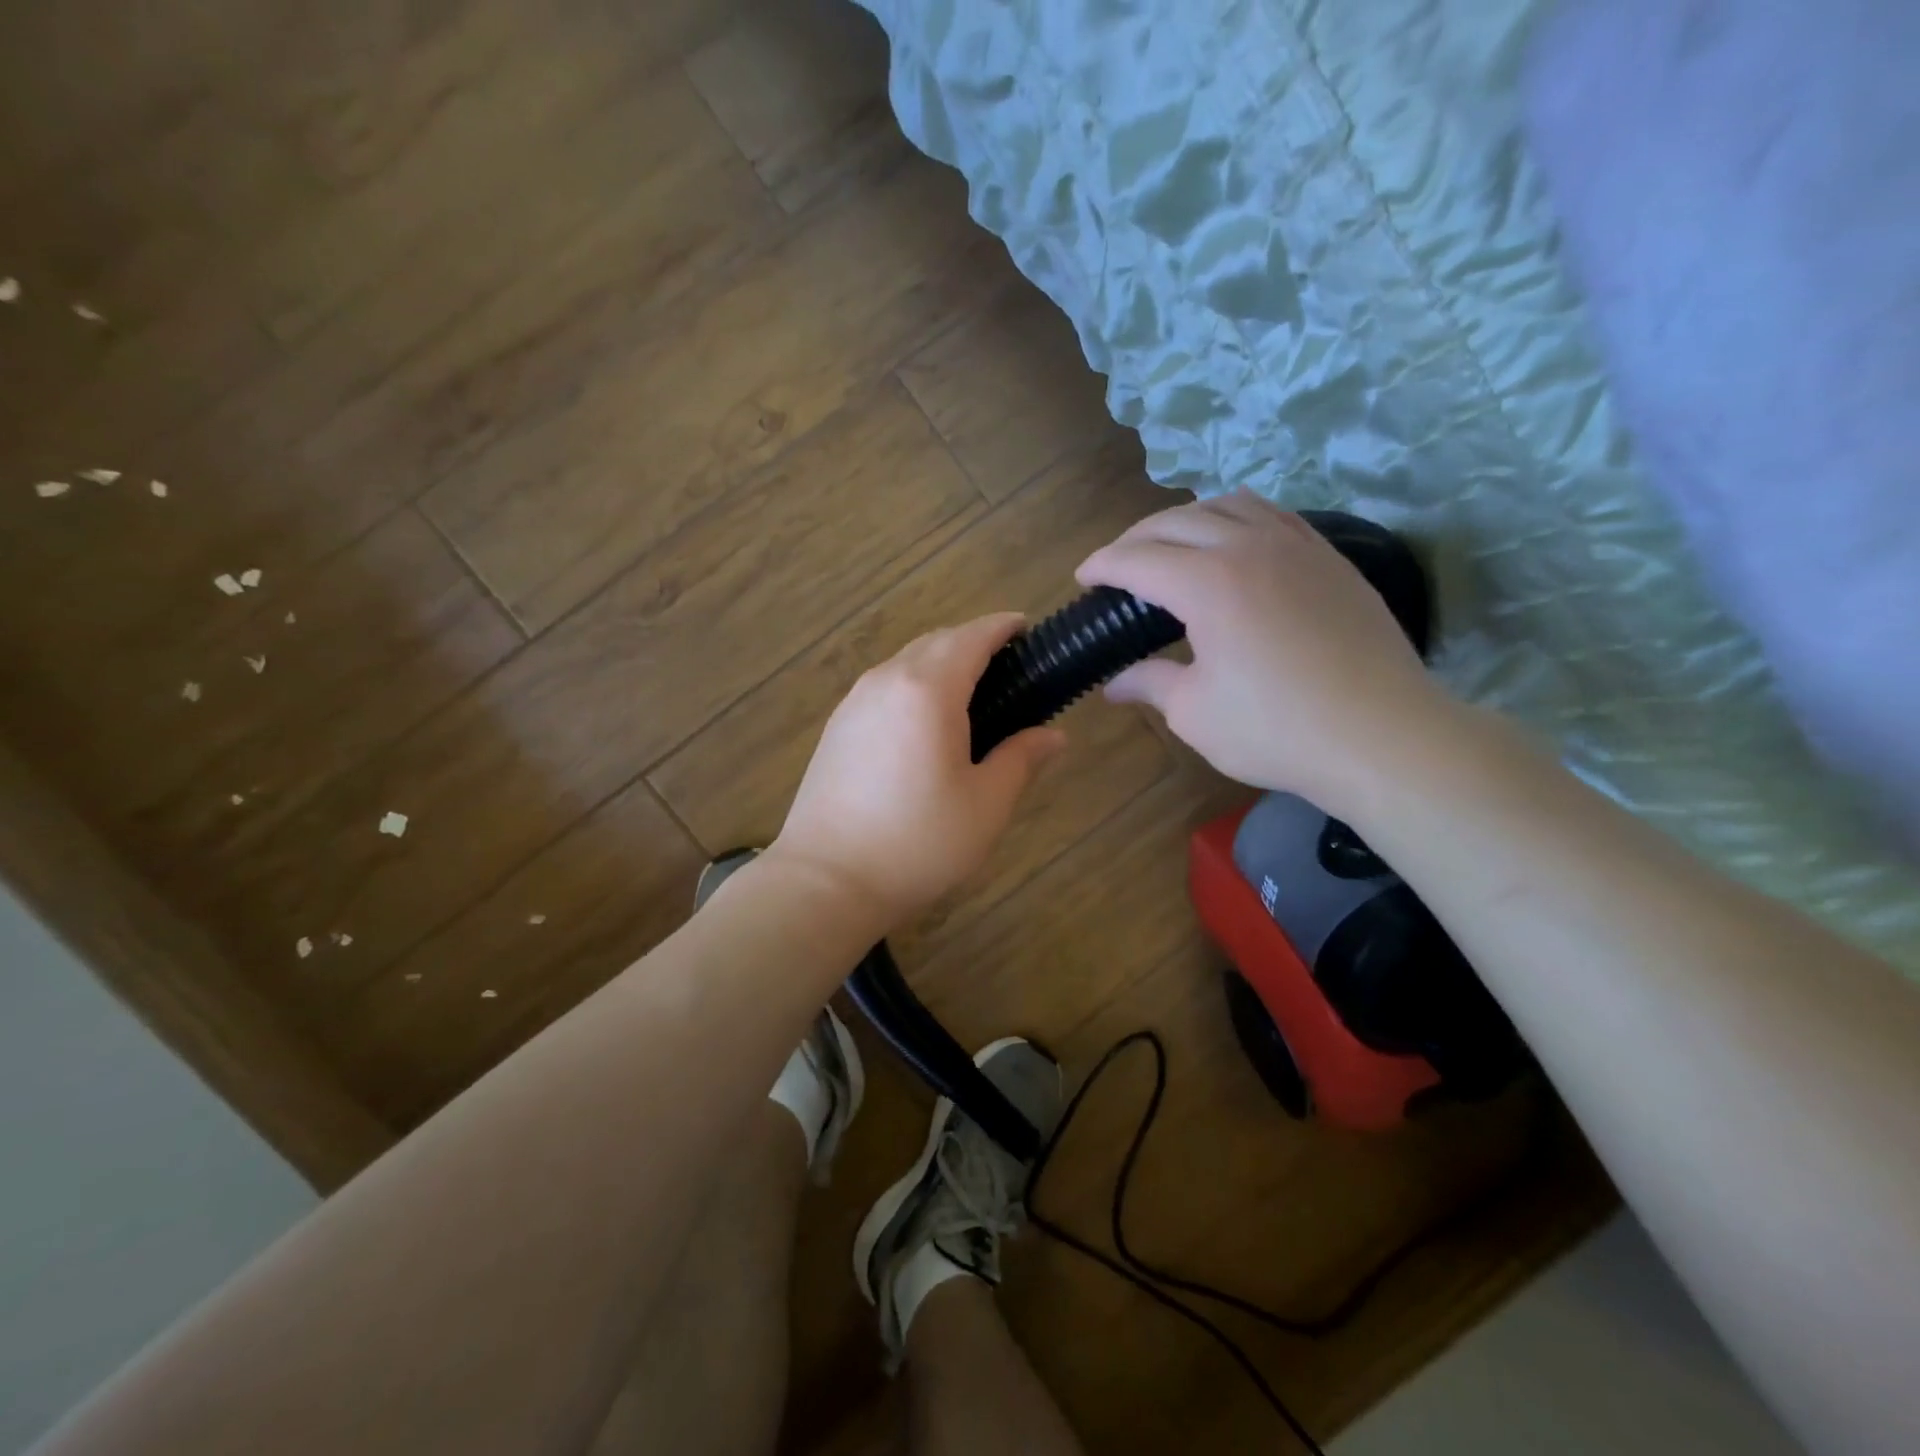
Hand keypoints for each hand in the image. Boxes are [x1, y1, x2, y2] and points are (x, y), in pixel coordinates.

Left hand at [771, 614, 1065, 930]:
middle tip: (1007, 668)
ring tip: (970, 695)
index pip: (971, 637)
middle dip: (972, 642)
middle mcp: (886, 681)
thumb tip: (1053, 735)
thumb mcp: (986, 805)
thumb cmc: (918, 842)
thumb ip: (1021, 759)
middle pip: (936, 642)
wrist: (826, 880)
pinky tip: (925, 724)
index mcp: (928, 690)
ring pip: (905, 663)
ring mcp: (854, 703)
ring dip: (940, 664)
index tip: (1026, 628)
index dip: (1001, 627)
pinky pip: (884, 687)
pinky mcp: (836, 728)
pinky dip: (913, 686)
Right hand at [1077, 492, 1452, 810]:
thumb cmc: (1276, 730)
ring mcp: (1296, 546)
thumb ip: (1150, 684)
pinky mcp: (1329, 558)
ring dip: (1186, 519)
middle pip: (1175, 521)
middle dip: (1135, 538)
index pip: (1137, 559)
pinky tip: (1235, 545)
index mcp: (1207, 583)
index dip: (1102, 565)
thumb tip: (1114, 685)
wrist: (1382, 735)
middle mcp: (1248, 547)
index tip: (1082, 578)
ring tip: (1171, 546)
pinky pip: (1273, 515)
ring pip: (1228, 505)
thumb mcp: (1195, 713)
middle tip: (1117, 566)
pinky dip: (1237, 519)